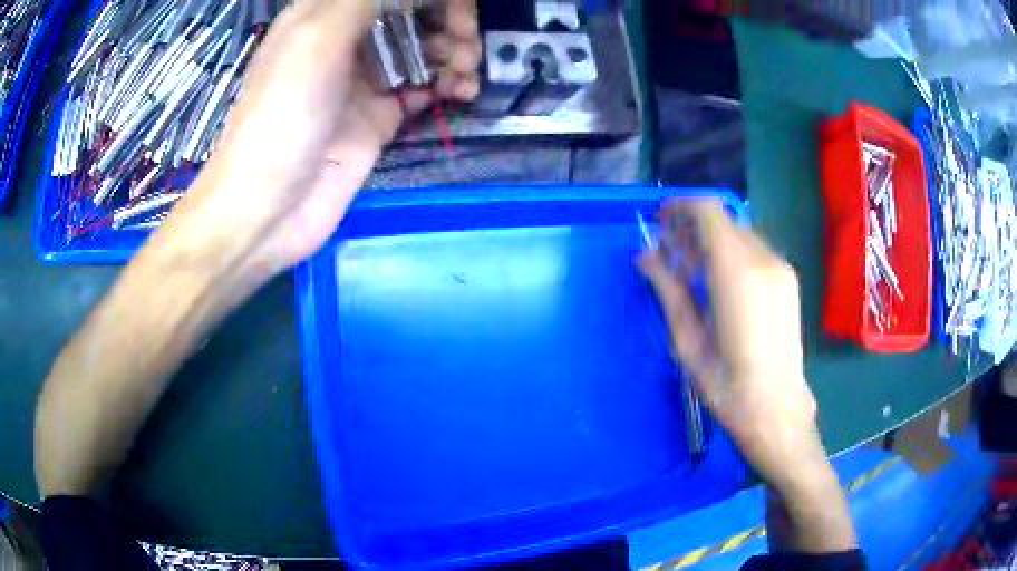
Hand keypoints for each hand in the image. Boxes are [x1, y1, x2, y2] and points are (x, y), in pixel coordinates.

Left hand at [171, 0, 480, 276]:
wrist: (268, 209)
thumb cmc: (281, 116)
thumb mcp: (317, 39)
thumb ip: (364, 1)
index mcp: (327, 14)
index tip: (457, 9)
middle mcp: (347, 41)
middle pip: (413, 15)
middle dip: (448, 21)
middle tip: (466, 44)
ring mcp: (364, 80)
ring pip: (424, 49)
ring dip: (454, 53)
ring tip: (466, 72)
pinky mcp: (379, 118)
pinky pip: (424, 89)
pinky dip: (448, 86)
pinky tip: (462, 93)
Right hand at [637, 201, 827, 494]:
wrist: (776, 410)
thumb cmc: (726, 386)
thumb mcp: (688, 341)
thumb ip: (668, 289)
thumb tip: (646, 255)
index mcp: (737, 274)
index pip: (709, 212)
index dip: (680, 208)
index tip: (659, 221)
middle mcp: (765, 261)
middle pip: (724, 220)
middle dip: (692, 228)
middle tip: (669, 254)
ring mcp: (781, 269)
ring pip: (739, 233)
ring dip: (712, 241)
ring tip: (691, 272)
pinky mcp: (788, 280)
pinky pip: (754, 250)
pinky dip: (731, 253)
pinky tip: (719, 284)